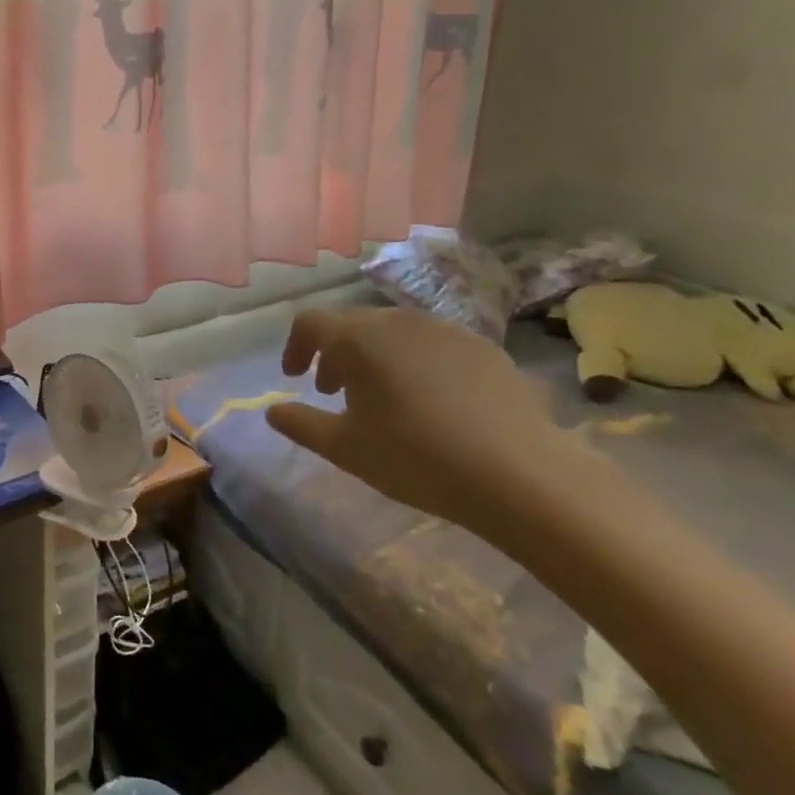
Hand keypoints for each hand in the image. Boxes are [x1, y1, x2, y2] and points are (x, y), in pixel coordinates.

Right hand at [266, 307, 603, 538]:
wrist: (521, 473)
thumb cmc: (417, 458)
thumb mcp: (346, 449)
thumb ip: (301, 424)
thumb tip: (272, 411)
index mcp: (359, 339)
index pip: (311, 323)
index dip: (295, 347)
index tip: (295, 378)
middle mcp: (399, 320)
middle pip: (353, 324)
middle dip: (335, 354)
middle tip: (333, 391)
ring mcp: (445, 329)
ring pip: (394, 332)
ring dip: (375, 356)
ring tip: (382, 397)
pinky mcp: (483, 346)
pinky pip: (433, 344)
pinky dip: (416, 362)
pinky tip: (432, 402)